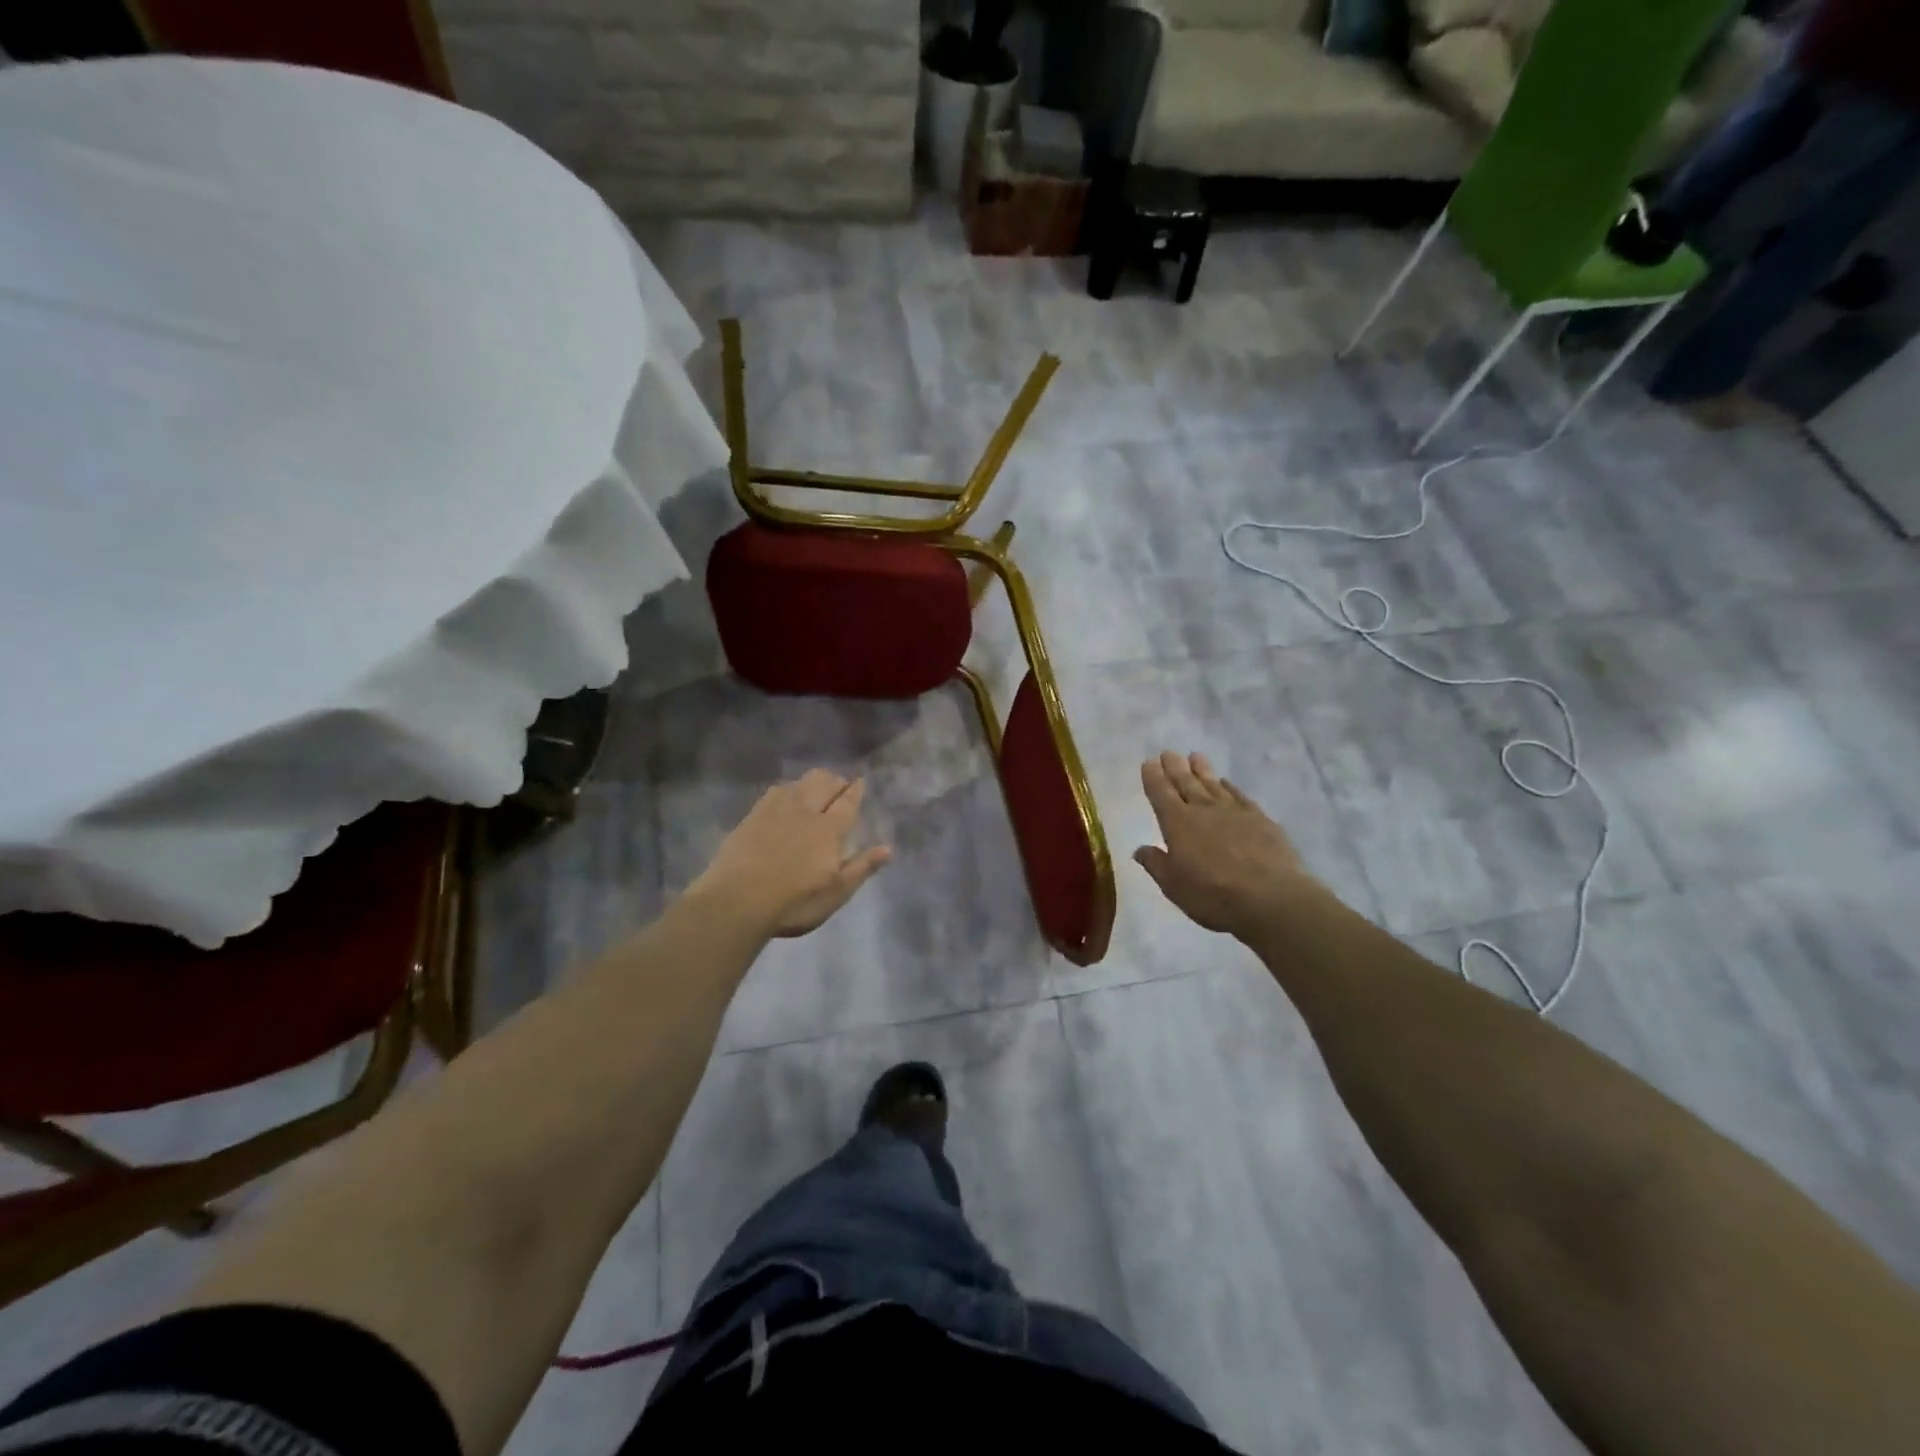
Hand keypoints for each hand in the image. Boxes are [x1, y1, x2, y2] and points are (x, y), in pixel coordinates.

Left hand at [692, 770, 891, 937]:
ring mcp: (776, 810)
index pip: (847, 801)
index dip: (855, 790)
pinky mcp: (753, 815)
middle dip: (835, 781)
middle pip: (824, 783)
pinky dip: (788, 789)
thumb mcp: (835, 893)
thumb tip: (888, 848)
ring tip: (815, 789)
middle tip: (840, 786)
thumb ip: (861, 868)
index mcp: (829, 829)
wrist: (736, 901)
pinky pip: (776, 791)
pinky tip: (785, 796)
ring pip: (800, 783)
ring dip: (813, 782)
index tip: (861, 781)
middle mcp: (805, 811)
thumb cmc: (794, 902)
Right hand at [1134, 751, 1312, 936]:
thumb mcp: (1174, 886)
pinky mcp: (1260, 818)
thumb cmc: (1213, 895)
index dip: (1153, 778)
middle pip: (1185, 783)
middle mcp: (1203, 810)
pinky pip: (1239, 795)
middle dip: (1175, 767)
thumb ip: (1157, 864)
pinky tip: (1226, 782)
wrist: (1271, 897)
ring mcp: (1234, 811)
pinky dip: (1230, 787)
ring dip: (1202, 770)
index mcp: (1177, 824)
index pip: (1161, 794)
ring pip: (1212, 784)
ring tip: (1194, 756)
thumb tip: (1140, 849)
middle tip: (1168, 752)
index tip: (1148, 762)